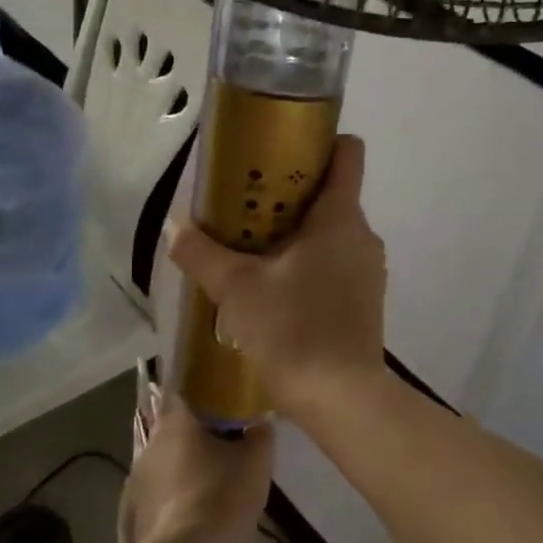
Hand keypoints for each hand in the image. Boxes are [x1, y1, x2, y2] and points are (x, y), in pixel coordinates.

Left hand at [120, 397, 274, 542]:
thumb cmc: (222, 496)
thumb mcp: (256, 462)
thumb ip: (260, 434)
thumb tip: (260, 421)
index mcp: (176, 420)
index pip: (182, 390)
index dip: (200, 392)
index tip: (219, 401)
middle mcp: (150, 442)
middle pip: (173, 427)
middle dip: (194, 434)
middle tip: (222, 444)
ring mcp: (135, 479)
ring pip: (163, 461)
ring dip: (182, 466)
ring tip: (209, 482)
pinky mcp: (132, 512)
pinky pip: (156, 494)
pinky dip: (172, 497)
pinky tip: (191, 513)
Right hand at [167, 135, 386, 420]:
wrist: (342, 399)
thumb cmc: (293, 329)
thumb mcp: (236, 288)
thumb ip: (202, 253)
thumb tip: (174, 226)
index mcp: (340, 217)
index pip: (347, 153)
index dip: (317, 142)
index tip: (278, 152)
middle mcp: (362, 236)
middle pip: (331, 195)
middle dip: (289, 195)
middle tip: (245, 208)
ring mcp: (367, 271)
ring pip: (331, 234)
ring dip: (296, 235)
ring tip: (252, 251)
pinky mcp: (364, 301)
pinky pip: (335, 265)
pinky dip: (308, 265)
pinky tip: (275, 291)